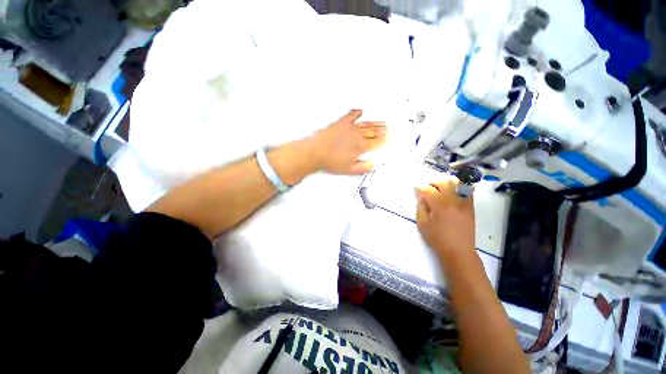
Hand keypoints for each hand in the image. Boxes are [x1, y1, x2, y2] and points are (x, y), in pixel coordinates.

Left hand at [309, 109, 386, 174]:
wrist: (316, 152)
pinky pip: (351, 115)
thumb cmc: (331, 161)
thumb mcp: (348, 169)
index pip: (376, 142)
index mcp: (360, 146)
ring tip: (381, 121)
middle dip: (382, 130)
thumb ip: (362, 167)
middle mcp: (357, 135)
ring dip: (374, 122)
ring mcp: (349, 127)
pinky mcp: (340, 123)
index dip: (383, 140)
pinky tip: (361, 111)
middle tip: (388, 128)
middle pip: (373, 131)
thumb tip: (372, 164)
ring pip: (365, 123)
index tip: (389, 138)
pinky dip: (357, 113)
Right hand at [416, 179, 475, 260]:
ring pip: (457, 185)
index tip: (416, 189)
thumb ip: (421, 208)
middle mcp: (453, 201)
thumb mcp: (423, 224)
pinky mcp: (470, 207)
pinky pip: (467, 192)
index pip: (428, 190)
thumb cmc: (438, 239)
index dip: (420, 188)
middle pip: (444, 183)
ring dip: (446, 184)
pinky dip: (459, 188)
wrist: (459, 251)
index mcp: (439, 205)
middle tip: (427, 187)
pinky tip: (452, 193)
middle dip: (433, 183)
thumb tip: (422, 198)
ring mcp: (464, 203)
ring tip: (439, 188)